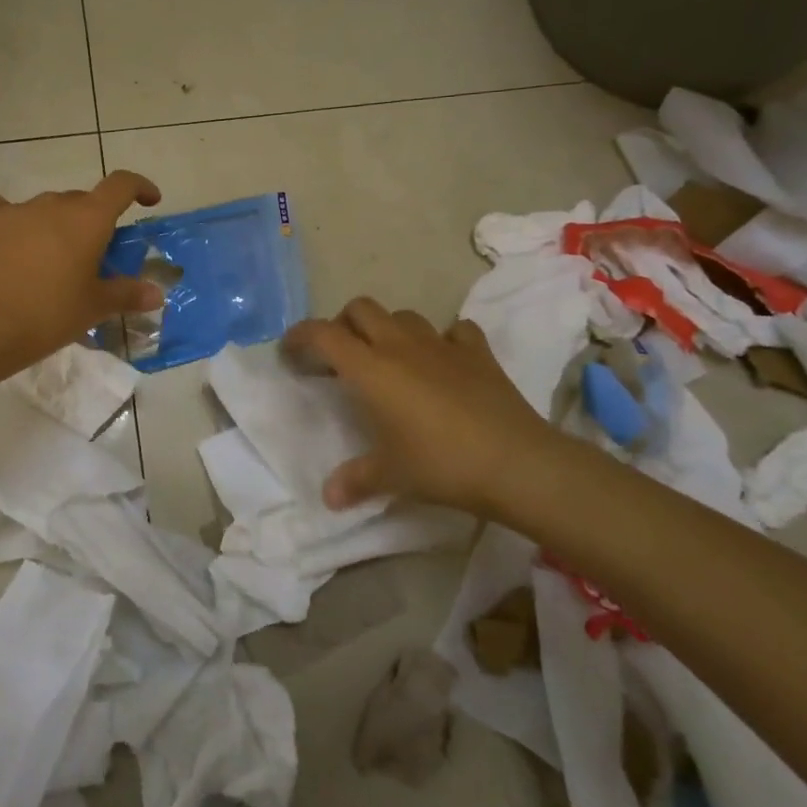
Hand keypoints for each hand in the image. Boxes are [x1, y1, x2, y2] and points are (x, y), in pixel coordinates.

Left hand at [0, 171, 165, 371]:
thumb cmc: (48, 314)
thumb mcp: (93, 307)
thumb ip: (127, 294)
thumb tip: (156, 293)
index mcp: (88, 219)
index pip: (121, 185)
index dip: (139, 187)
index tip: (148, 201)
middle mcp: (53, 204)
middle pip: (81, 201)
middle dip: (91, 222)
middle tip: (91, 256)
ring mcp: (15, 209)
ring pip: (44, 208)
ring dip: (54, 226)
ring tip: (47, 261)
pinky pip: (5, 212)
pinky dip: (15, 225)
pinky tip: (10, 248)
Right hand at [285, 296, 568, 517]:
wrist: (516, 462)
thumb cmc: (441, 464)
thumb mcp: (392, 476)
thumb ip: (356, 480)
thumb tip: (328, 498)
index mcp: (370, 368)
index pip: (323, 334)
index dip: (300, 336)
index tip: (290, 352)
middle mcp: (400, 345)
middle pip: (360, 308)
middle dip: (343, 324)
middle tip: (341, 355)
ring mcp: (442, 344)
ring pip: (403, 315)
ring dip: (388, 329)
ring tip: (389, 358)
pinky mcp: (478, 352)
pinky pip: (454, 331)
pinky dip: (442, 340)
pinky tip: (443, 361)